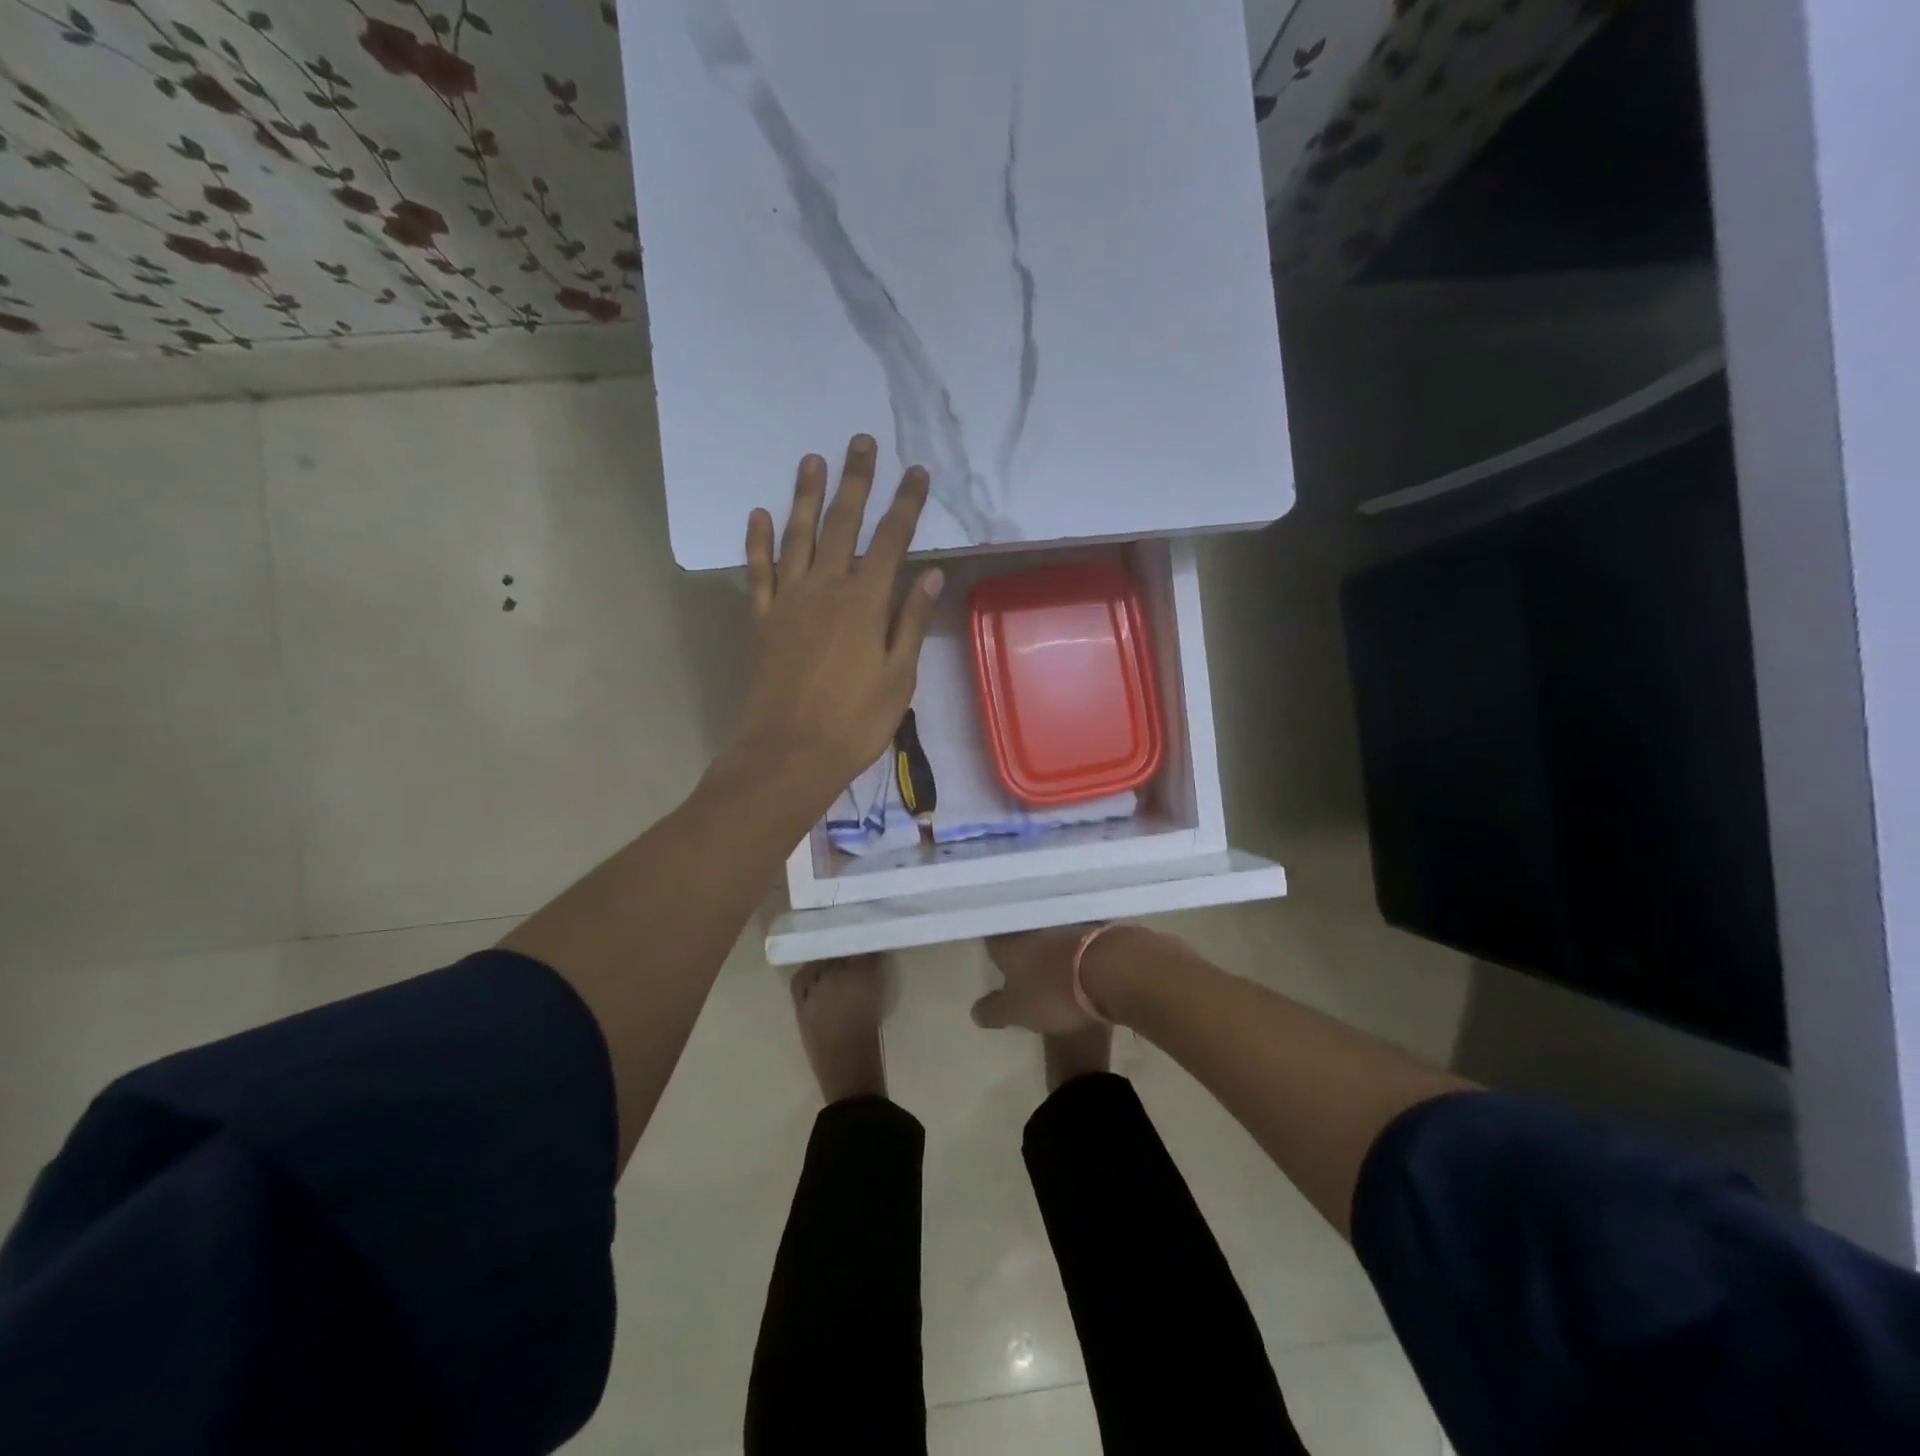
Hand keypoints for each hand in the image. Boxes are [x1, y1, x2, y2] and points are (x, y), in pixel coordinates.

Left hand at [731, 434, 943, 806]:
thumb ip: (910, 622)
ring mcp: (788, 602)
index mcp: (864, 603)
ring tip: (811, 460)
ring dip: (805, 496)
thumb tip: (930, 575)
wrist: (789, 754)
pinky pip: (759, 572)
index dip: (905, 505)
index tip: (916, 472)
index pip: (891, 541)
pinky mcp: (762, 620)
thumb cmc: (855, 722)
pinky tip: (759, 514)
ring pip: (797, 537)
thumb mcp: (898, 677)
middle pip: (842, 525)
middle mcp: (825, 589)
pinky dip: (758, 542)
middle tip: (860, 442)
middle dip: (855, 482)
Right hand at [971, 927, 1107, 1034]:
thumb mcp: (1017, 1011)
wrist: (1112, 969)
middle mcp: (1034, 928)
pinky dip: (1076, 947)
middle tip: (1021, 958)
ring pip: (1051, 931)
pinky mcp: (1095, 929)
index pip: (993, 940)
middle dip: (1021, 944)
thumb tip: (975, 1011)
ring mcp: (1066, 925)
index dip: (993, 949)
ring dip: (1050, 943)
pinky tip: (1081, 959)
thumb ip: (994, 1010)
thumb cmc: (1055, 991)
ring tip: (1052, 961)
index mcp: (1010, 945)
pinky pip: (1078, 936)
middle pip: (1022, 933)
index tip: (994, 957)